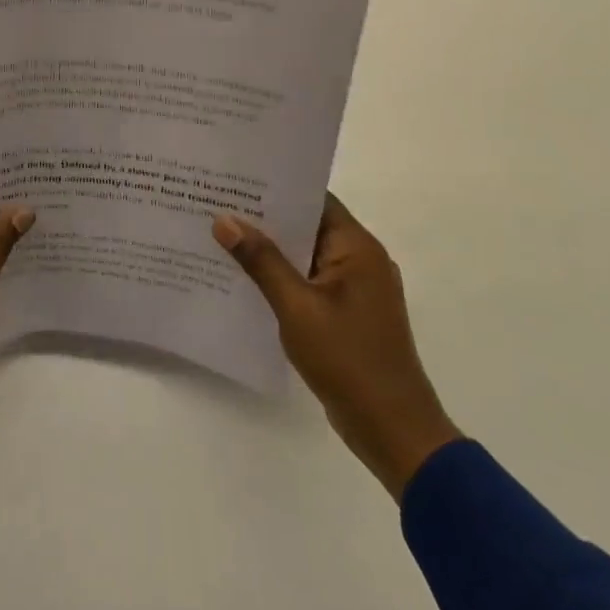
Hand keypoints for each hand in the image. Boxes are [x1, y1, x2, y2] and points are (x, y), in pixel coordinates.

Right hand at [214, 196, 459, 500]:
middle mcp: (361, 259)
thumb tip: (225, 220)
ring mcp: (356, 289)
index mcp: (358, 248)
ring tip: (221, 237)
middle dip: (265, 219)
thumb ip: (261, 261)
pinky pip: (309, 282)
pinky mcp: (348, 313)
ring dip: (271, 250)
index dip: (276, 188)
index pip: (315, 199)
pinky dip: (282, 278)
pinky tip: (245, 280)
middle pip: (308, 225)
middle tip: (216, 205)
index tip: (235, 180)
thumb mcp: (297, 307)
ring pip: (306, 255)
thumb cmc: (347, 360)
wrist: (393, 430)